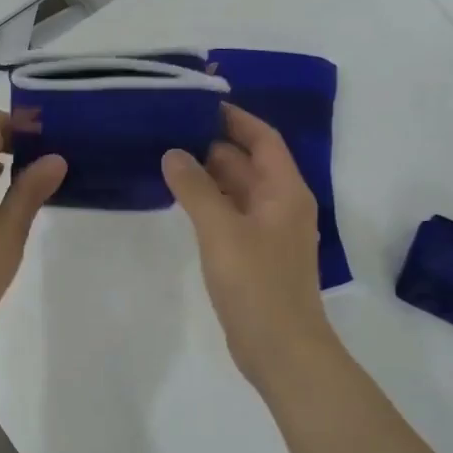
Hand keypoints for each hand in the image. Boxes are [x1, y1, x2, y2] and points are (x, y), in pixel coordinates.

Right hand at [163, 104, 339, 387]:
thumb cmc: (256, 284)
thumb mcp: (221, 230)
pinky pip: (231, 214)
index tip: (199, 102)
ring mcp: (269, 232)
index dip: (235, 118)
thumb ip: (195, 188)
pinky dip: (209, 201)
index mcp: (285, 190)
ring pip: (238, 189)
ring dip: (209, 173)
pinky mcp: (255, 254)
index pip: (263, 138)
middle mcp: (281, 204)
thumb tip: (173, 153)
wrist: (282, 350)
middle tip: (171, 128)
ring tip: (168, 156)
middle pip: (249, 161)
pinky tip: (180, 200)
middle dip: (214, 143)